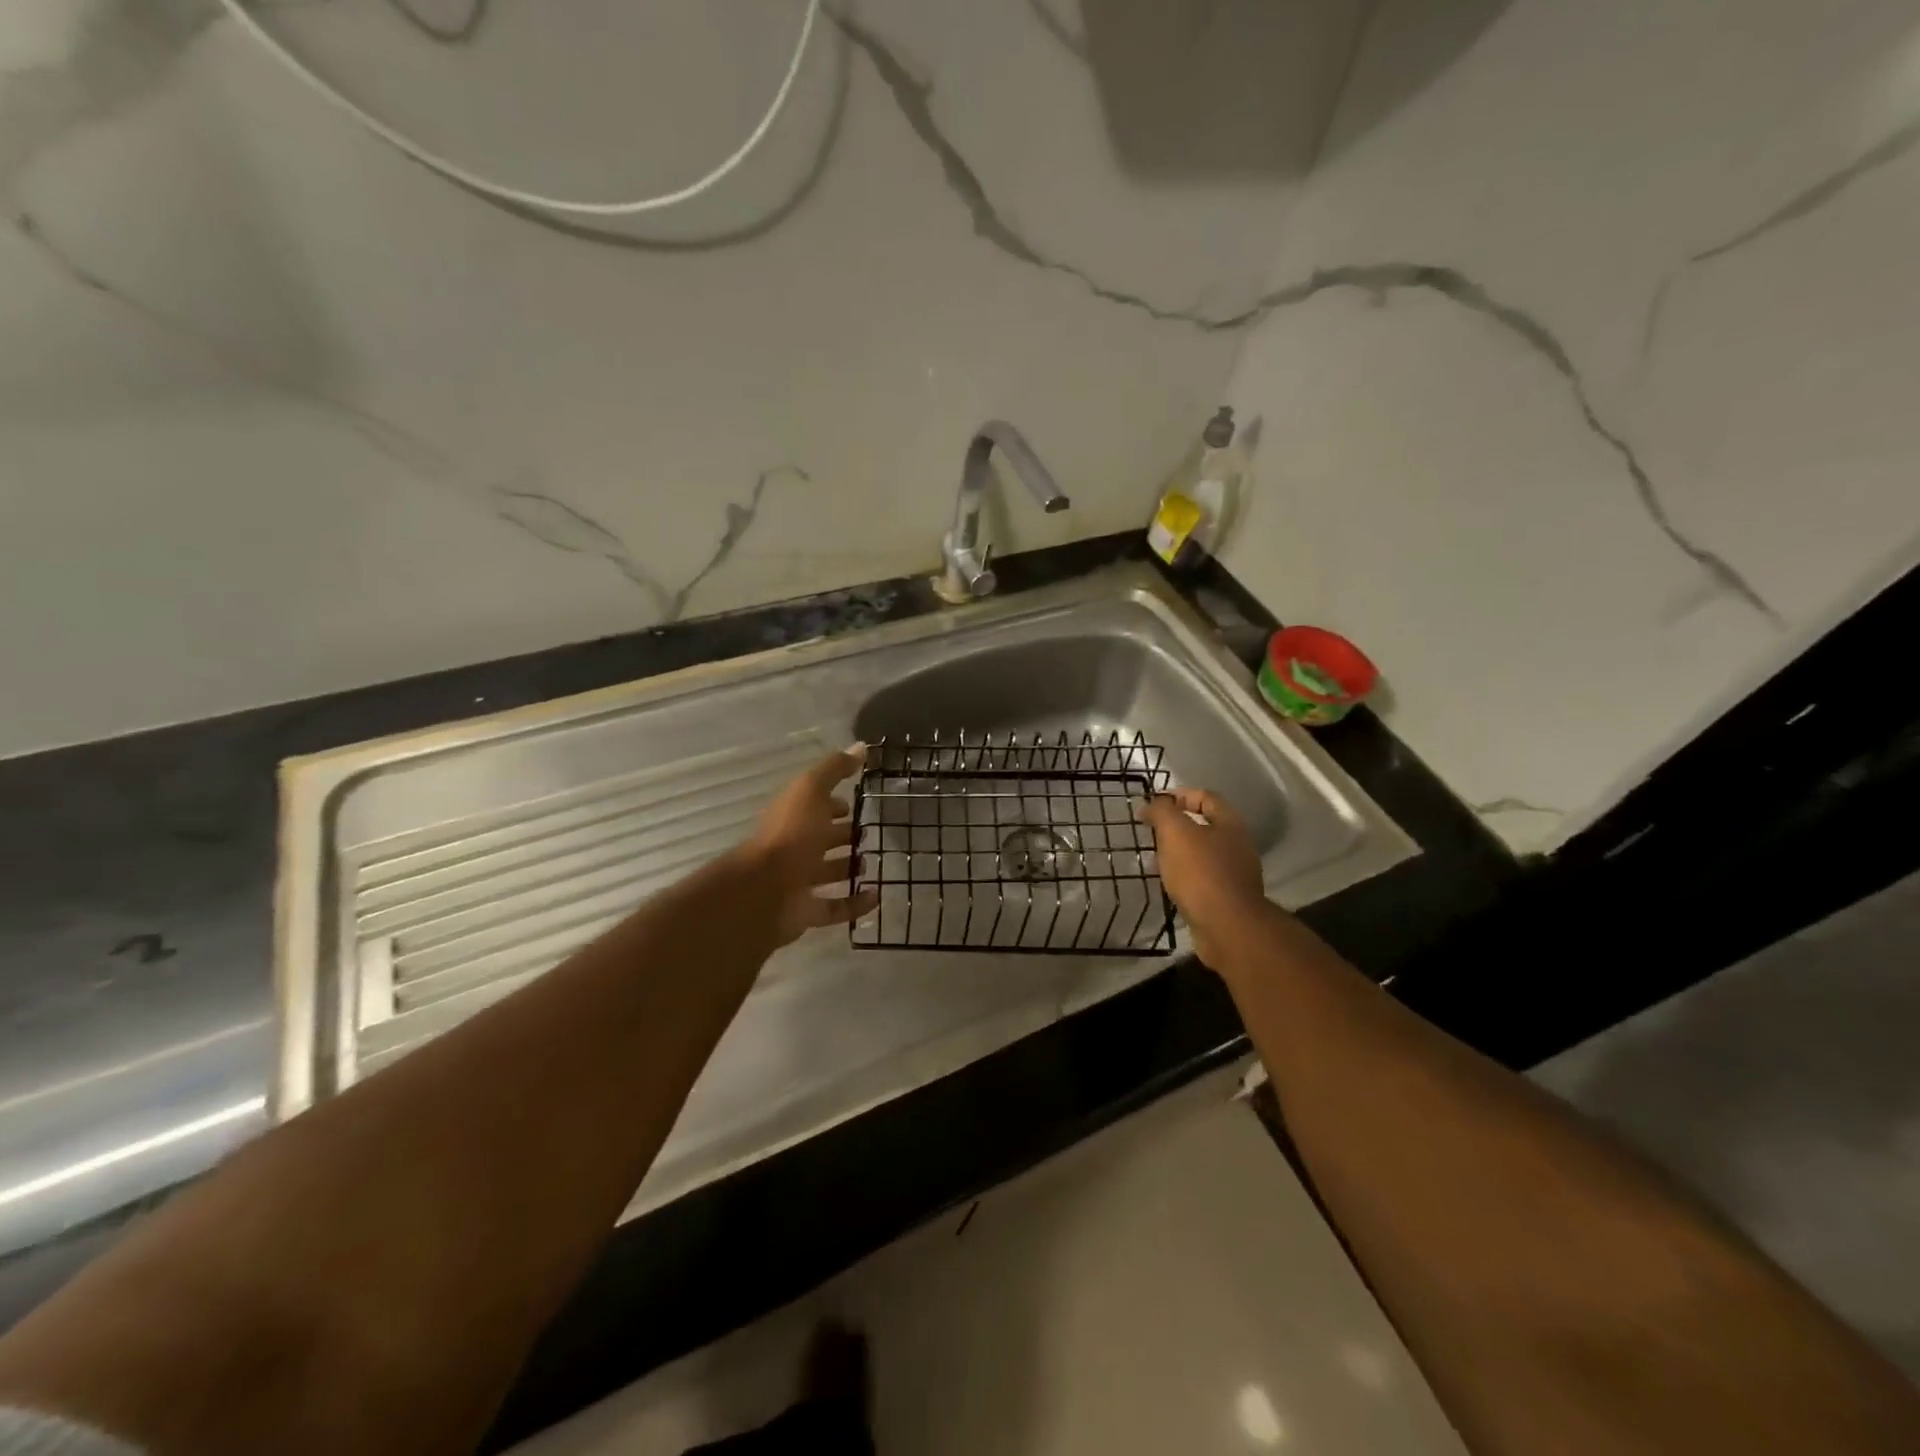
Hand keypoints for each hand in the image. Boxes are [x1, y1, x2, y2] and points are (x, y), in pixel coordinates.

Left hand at [736, 746, 878, 947]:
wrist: (764, 891)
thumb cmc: (790, 835)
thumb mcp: (811, 790)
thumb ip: (834, 769)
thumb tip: (861, 746)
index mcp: (793, 817)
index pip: (814, 806)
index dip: (832, 804)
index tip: (854, 803)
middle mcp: (794, 847)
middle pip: (821, 839)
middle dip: (843, 836)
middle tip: (870, 834)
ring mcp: (798, 881)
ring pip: (827, 873)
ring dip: (849, 869)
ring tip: (874, 863)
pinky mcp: (806, 912)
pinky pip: (835, 907)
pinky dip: (855, 904)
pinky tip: (877, 896)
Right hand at [1141, 787, 1266, 967]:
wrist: (1227, 927)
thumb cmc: (1201, 873)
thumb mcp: (1176, 833)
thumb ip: (1162, 812)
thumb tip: (1150, 805)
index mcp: (1230, 824)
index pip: (1206, 797)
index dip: (1179, 795)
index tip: (1153, 803)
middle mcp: (1237, 845)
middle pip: (1204, 825)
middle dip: (1175, 826)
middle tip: (1150, 832)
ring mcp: (1234, 873)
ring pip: (1201, 853)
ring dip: (1177, 853)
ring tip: (1153, 859)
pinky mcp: (1227, 898)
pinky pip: (1201, 878)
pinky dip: (1183, 876)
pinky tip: (1167, 883)